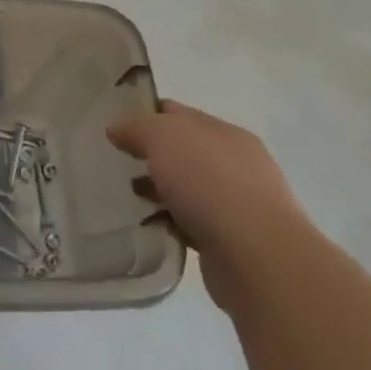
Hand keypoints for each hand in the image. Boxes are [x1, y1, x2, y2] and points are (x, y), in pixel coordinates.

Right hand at [108, 100, 309, 309]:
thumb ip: (136, 127)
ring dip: (160, 191)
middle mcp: (235, 163)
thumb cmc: (209, 182)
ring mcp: (237, 203)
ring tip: (127, 199)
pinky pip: (192, 223)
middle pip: (182, 151)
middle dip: (151, 156)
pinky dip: (172, 222)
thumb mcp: (162, 137)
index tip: (115, 128)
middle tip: (115, 164)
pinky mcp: (232, 241)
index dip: (145, 115)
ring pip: (187, 189)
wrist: (256, 256)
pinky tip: (151, 227)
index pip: (177, 113)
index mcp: (223, 131)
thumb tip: (117, 129)